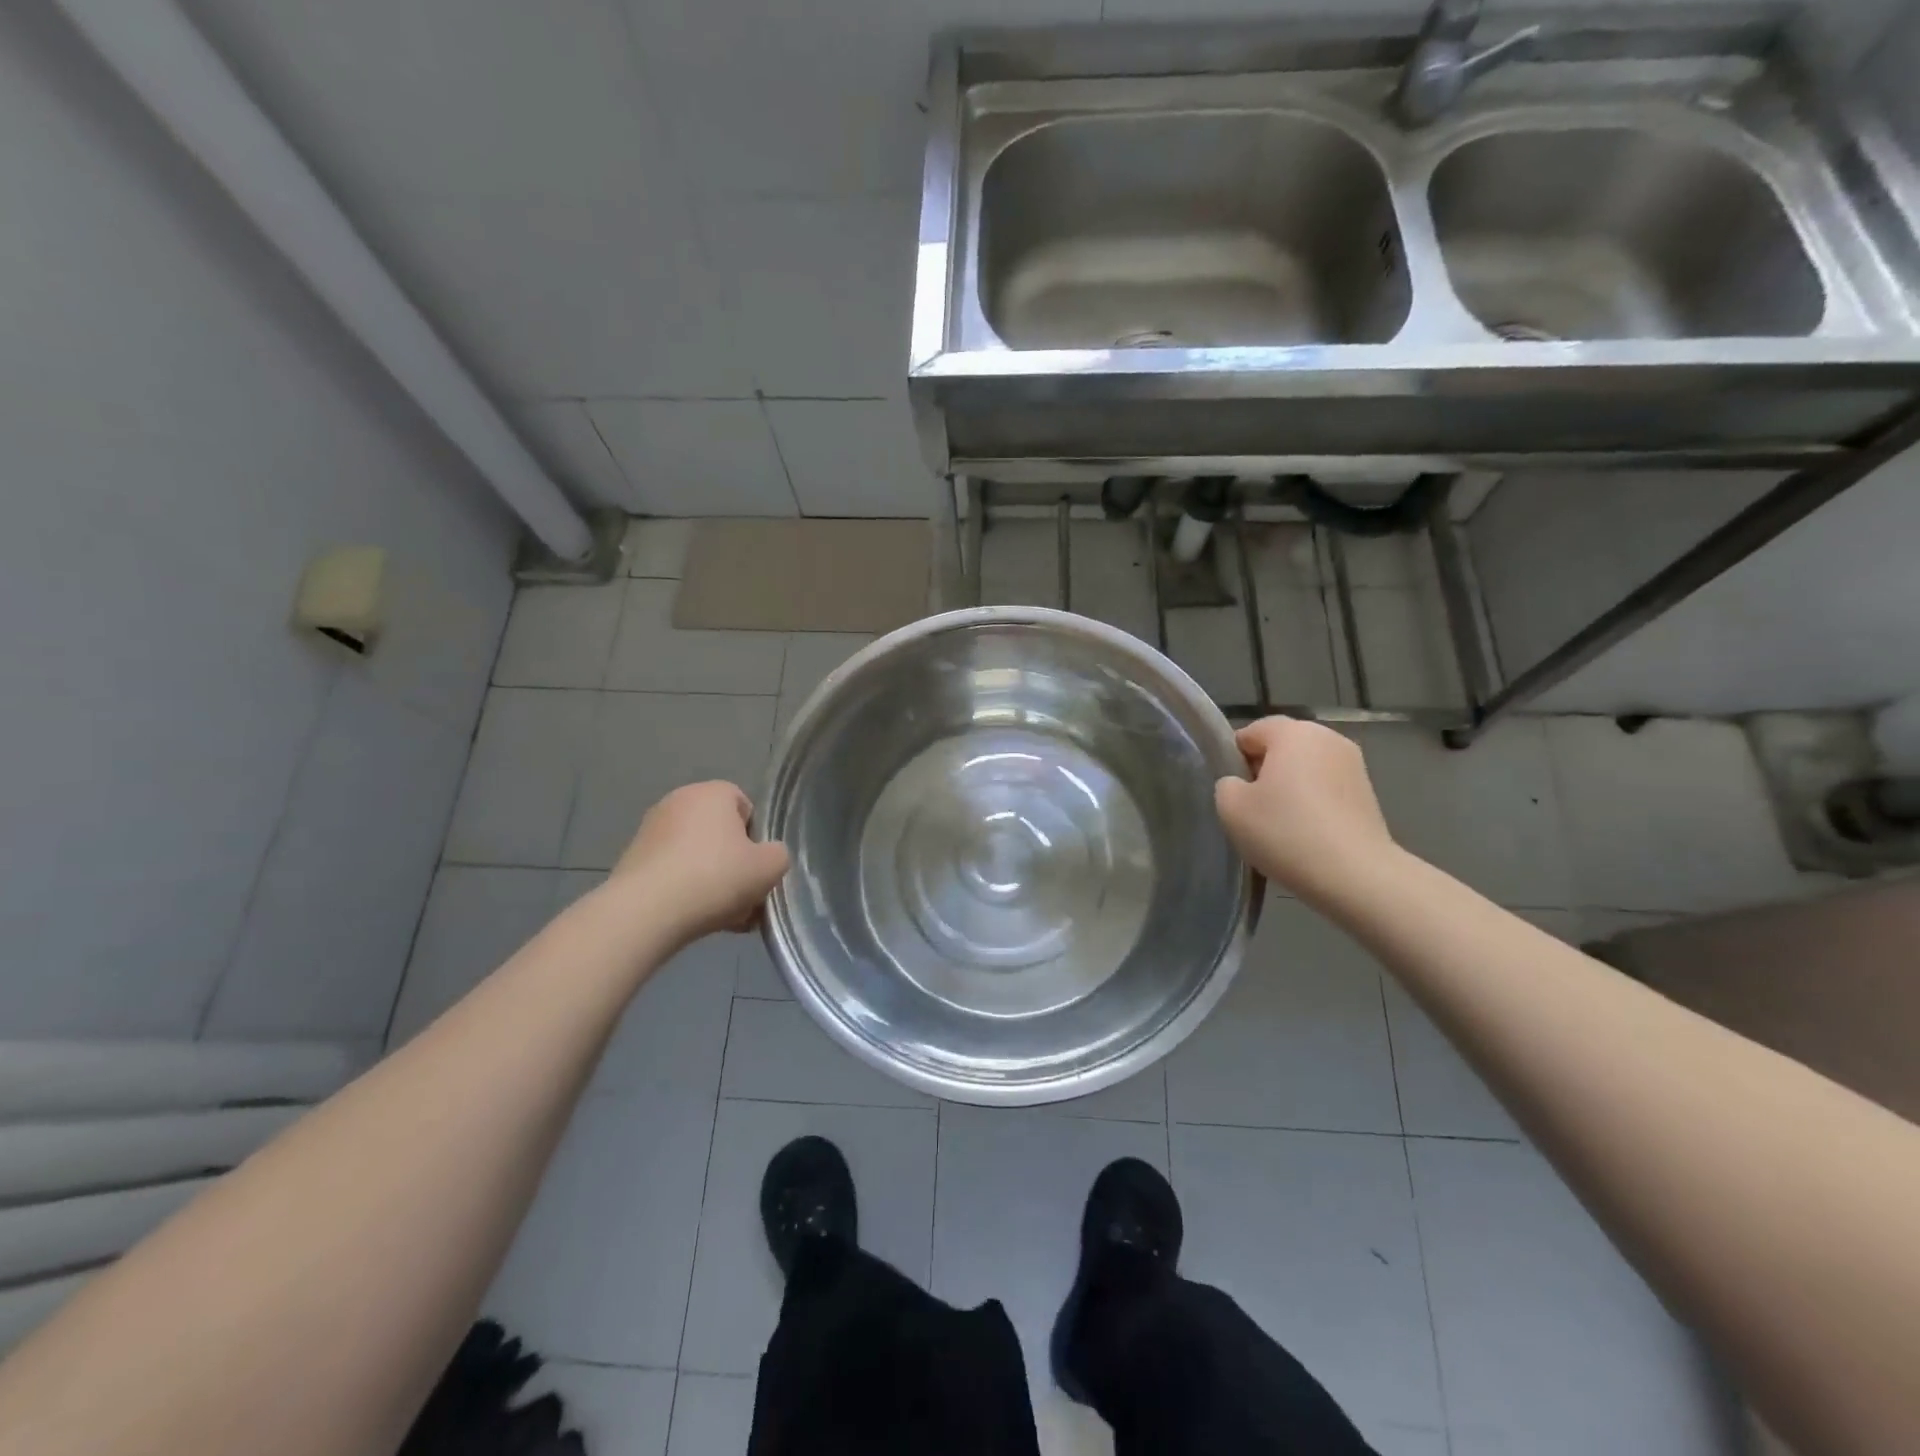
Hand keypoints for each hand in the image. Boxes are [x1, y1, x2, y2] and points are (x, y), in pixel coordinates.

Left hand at [608, 781, 790, 944]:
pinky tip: (695, 919)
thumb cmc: (715, 877)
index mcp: (712, 792)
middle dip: (734, 864)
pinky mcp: (632, 860)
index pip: (745, 806)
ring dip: (712, 882)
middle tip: (745, 897)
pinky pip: (673, 873)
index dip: (757, 839)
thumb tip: (767, 857)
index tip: (758, 867)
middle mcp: (678, 801)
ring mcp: (651, 831)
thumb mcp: (770, 867)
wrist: (645, 912)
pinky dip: (685, 891)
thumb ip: (779, 855)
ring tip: (723, 916)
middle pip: (720, 834)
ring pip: (697, 857)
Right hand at [1214, 717, 1398, 904]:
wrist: (1356, 876)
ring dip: (1290, 789)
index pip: (1250, 732)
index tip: (1232, 793)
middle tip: (1252, 810)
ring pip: (1305, 769)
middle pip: (1281, 748)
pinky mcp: (1368, 793)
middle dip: (1264, 772)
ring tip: (1280, 826)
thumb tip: (1242, 784)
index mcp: (1293, 732)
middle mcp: (1328, 738)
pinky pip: (1326, 789)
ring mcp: (1354, 765)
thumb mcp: (1230, 807)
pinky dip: (1312, 804)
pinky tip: (1306, 835)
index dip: (1234, 760)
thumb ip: (1226, 784)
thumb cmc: (1286, 832)